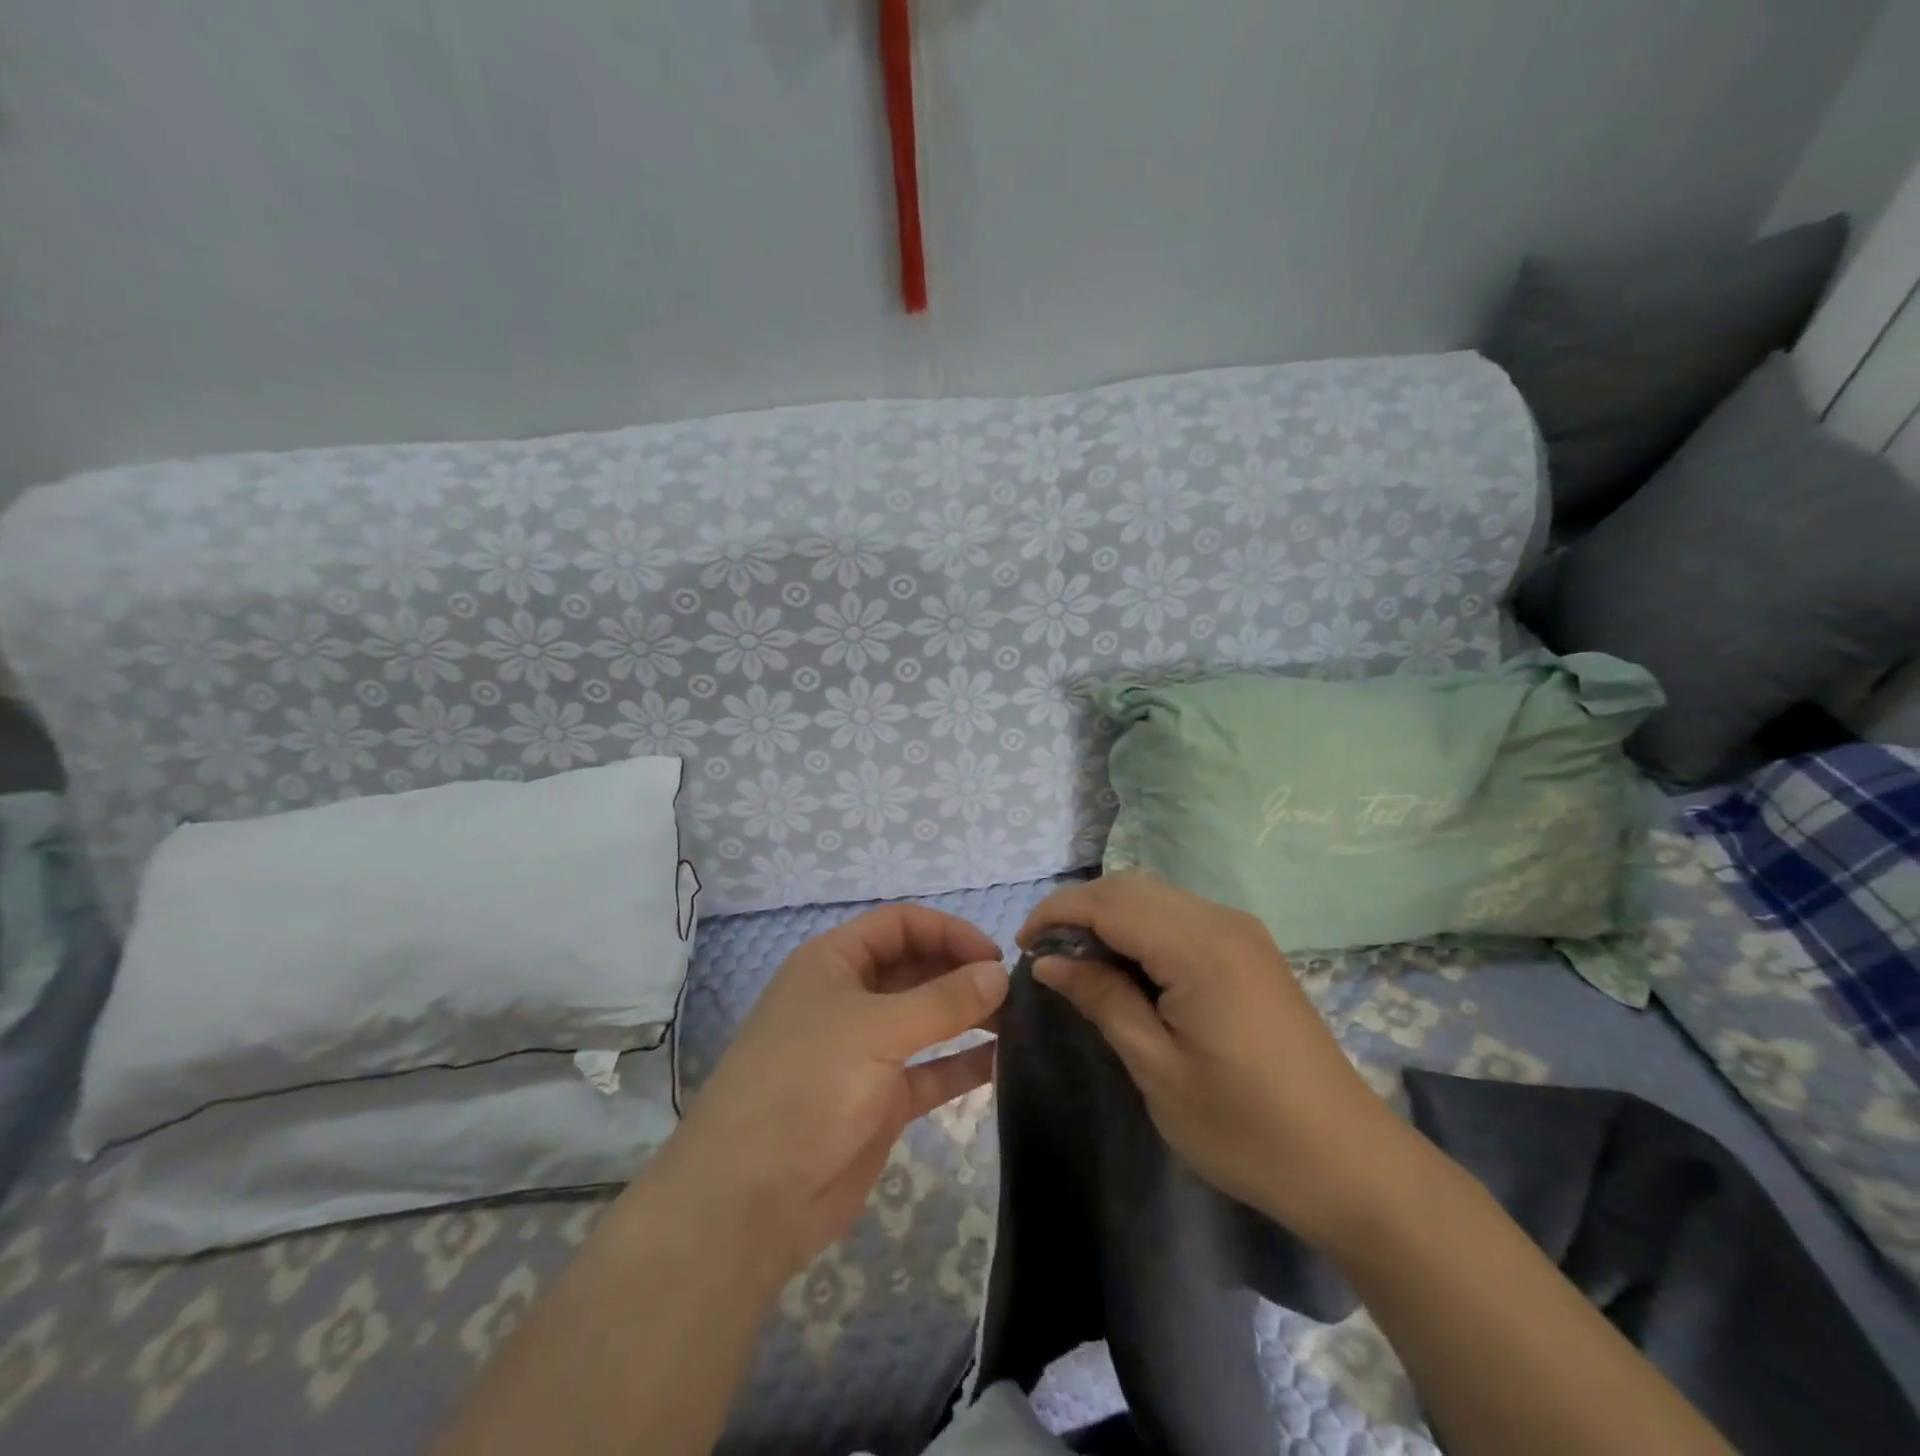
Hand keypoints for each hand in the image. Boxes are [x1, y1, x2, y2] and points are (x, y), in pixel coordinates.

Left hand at [655, 906, 1009, 1284]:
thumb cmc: (806, 1085)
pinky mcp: (880, 1101)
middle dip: (962, 973)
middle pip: (916, 968)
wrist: (748, 1199)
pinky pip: (931, 1071)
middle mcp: (850, 998)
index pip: (900, 925)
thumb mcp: (875, 1030)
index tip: (995, 957)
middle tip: (1017, 992)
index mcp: (834, 963)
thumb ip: (943, 1001)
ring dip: (968, 1016)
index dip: (948, 931)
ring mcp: (865, 1051)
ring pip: (926, 1019)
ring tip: (1020, 1022)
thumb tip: (1000, 973)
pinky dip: (962, 1065)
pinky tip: (1003, 1063)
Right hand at [1019, 872, 1414, 1248]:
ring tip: (1079, 964)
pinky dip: (1141, 928)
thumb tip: (1049, 961)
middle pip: (1131, 887)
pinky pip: (1180, 916)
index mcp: (1199, 948)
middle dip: (1079, 910)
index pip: (1109, 902)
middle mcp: (1221, 922)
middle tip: (1046, 957)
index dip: (1057, 914)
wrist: (1349, 1164)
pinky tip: (1128, 968)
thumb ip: (1102, 999)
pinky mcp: (1250, 950)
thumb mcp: (1158, 1068)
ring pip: (1155, 896)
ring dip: (1109, 916)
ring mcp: (1241, 932)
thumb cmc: (1245, 1128)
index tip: (1021, 946)